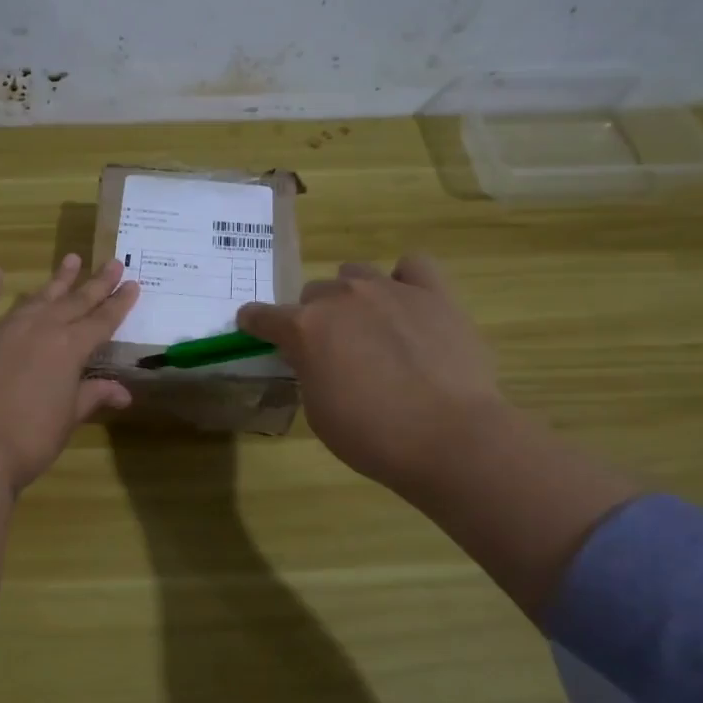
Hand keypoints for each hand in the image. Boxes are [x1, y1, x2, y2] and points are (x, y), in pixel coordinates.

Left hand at [0, 255, 139, 491]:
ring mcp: (5, 328)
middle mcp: (41, 328)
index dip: (119, 303)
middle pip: (75, 301)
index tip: (133, 283)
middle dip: (96, 283)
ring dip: (56, 280)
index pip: (102, 320)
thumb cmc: (30, 438)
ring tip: (72, 259)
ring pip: (37, 297)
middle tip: (113, 262)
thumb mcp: (69, 418)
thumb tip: (123, 392)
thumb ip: (93, 396)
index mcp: (70, 347)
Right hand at [236, 255, 503, 494]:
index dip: (255, 323)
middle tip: (331, 349)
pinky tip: (408, 303)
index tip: (252, 327)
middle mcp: (342, 297)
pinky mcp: (433, 293)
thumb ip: (309, 372)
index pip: (263, 316)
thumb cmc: (373, 436)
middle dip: (315, 317)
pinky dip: (404, 279)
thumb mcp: (319, 412)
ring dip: (353, 295)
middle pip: (314, 292)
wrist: (451, 437)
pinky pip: (412, 265)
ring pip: (355, 273)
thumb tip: (315, 356)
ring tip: (370, 325)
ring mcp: (389, 289)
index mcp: (305, 329)